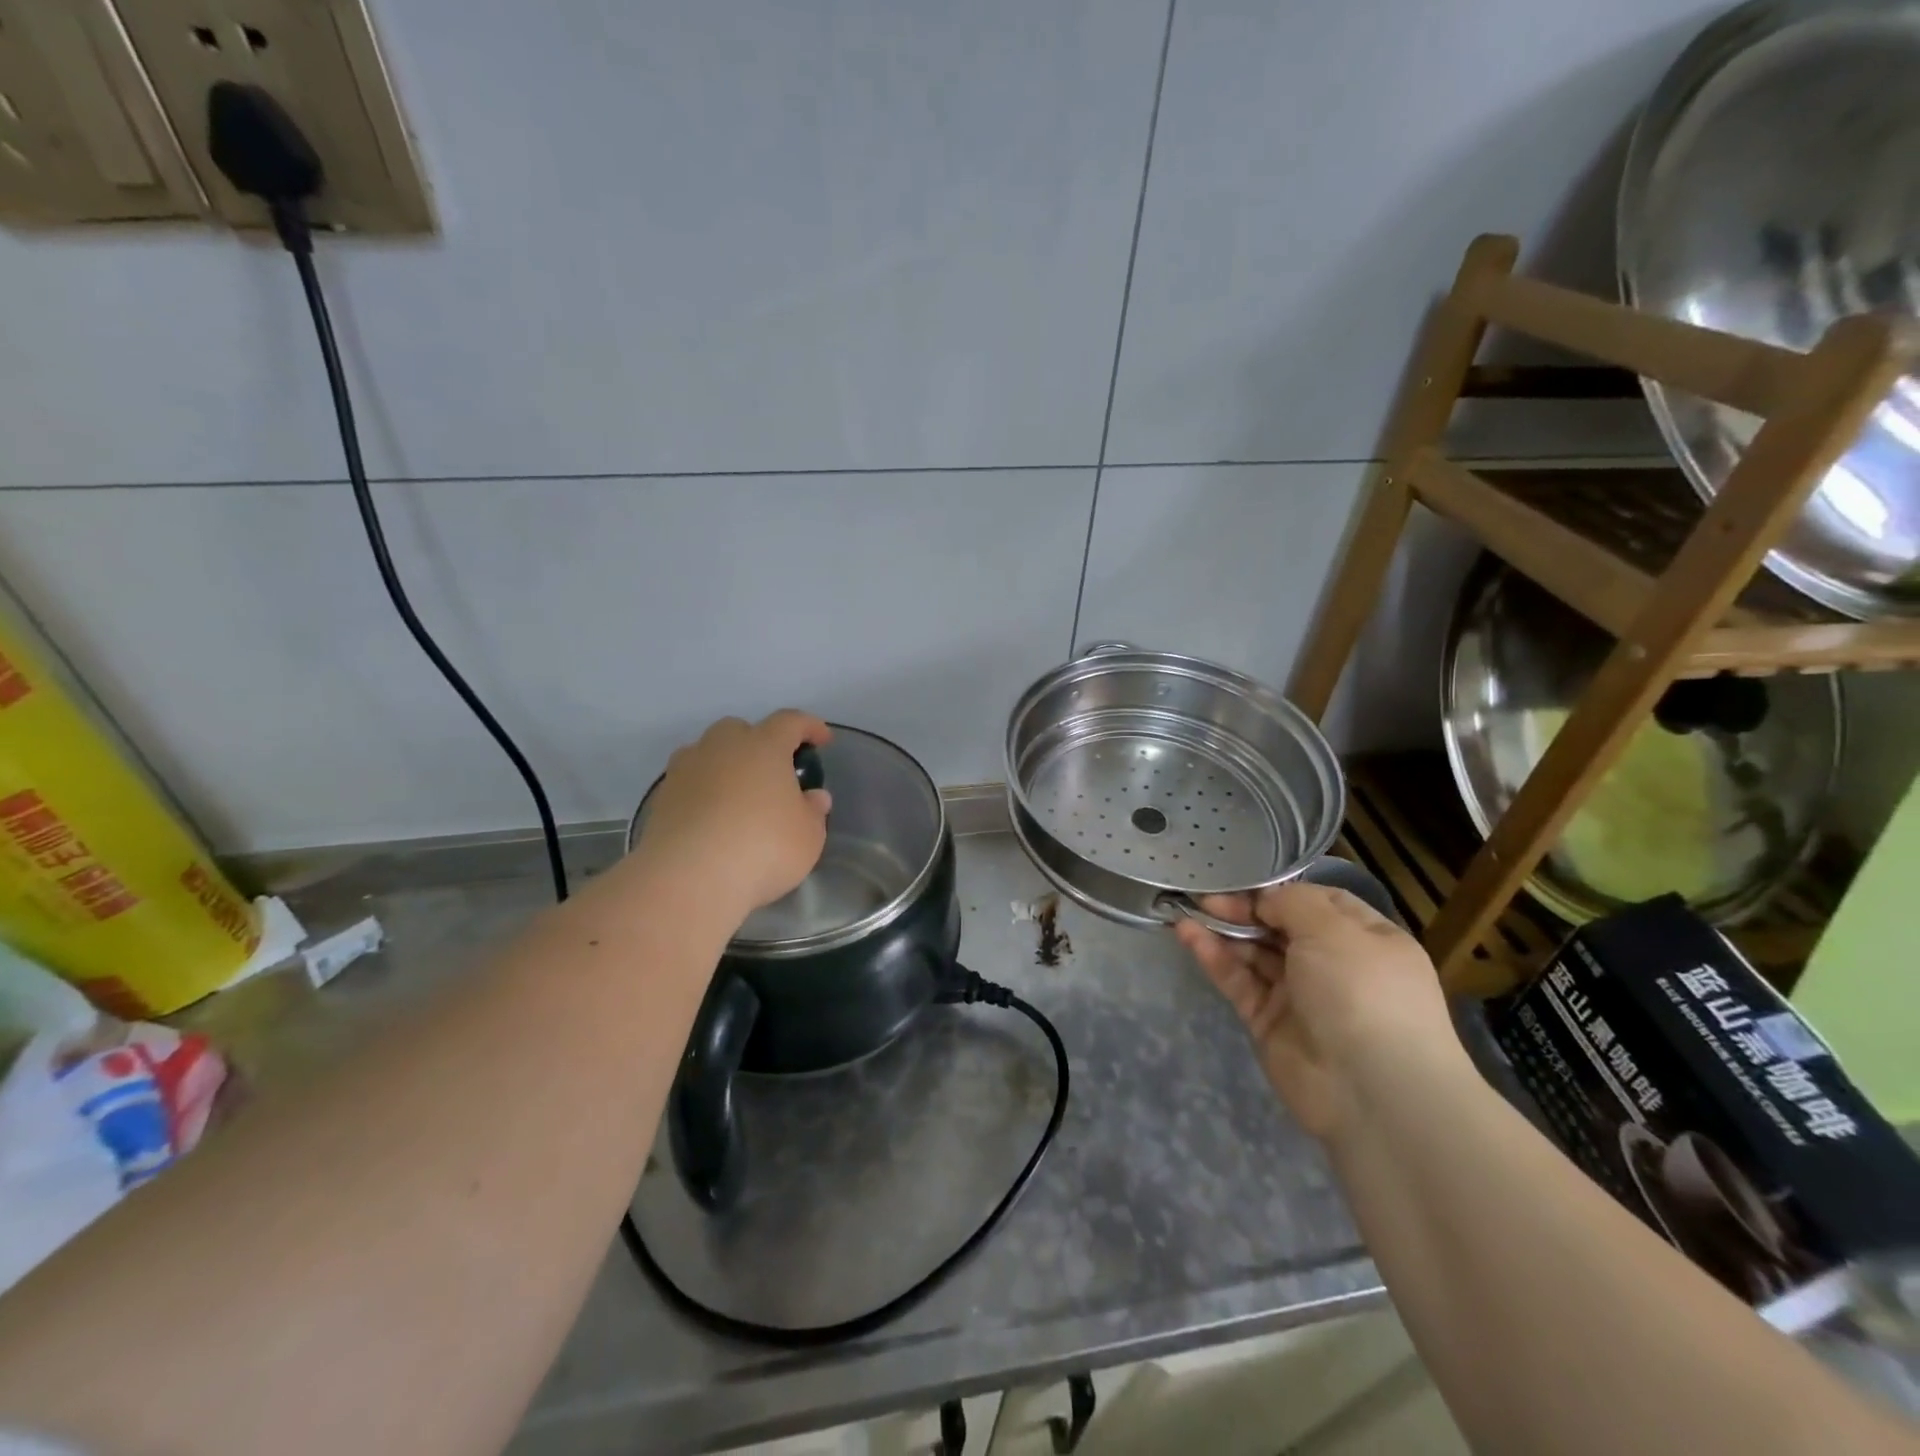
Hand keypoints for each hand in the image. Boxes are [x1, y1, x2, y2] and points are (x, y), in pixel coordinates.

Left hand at [631, 711, 832, 926]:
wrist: (689, 878)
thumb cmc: (763, 847)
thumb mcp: (808, 836)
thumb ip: (813, 811)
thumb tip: (813, 797)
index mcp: (763, 746)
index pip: (790, 722)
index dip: (809, 727)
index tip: (822, 739)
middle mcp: (722, 747)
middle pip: (740, 730)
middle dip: (757, 743)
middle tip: (772, 771)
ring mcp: (686, 770)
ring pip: (708, 753)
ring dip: (724, 766)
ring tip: (738, 796)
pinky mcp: (662, 798)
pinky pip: (689, 783)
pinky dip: (703, 793)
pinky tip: (712, 820)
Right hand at [1174, 881, 1462, 1140]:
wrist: (1372, 1090)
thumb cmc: (1362, 991)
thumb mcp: (1333, 929)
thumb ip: (1291, 902)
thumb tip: (1264, 900)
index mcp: (1366, 940)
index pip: (1320, 902)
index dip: (1282, 890)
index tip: (1245, 882)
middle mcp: (1334, 965)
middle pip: (1281, 926)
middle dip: (1244, 909)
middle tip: (1207, 897)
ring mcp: (1300, 996)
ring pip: (1255, 954)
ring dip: (1223, 930)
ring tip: (1187, 910)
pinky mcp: (1269, 1022)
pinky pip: (1239, 981)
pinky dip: (1214, 957)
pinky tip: (1188, 934)